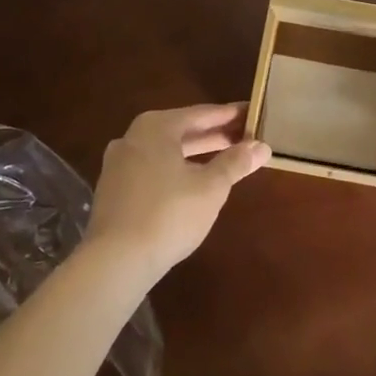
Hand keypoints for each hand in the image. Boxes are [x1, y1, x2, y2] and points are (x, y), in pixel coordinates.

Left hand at [87, 104, 269, 280]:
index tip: (253, 113)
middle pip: (182, 130)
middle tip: (245, 136)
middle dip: (214, 135)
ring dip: (196, 153)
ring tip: (224, 158)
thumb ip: (236, 163)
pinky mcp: (114, 190)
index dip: (230, 115)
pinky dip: (176, 169)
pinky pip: (153, 169)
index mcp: (156, 127)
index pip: (202, 114)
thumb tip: (262, 146)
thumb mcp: (211, 188)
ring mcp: (119, 164)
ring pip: (166, 151)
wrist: (114, 262)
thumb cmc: (168, 214)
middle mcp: (133, 137)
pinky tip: (192, 182)